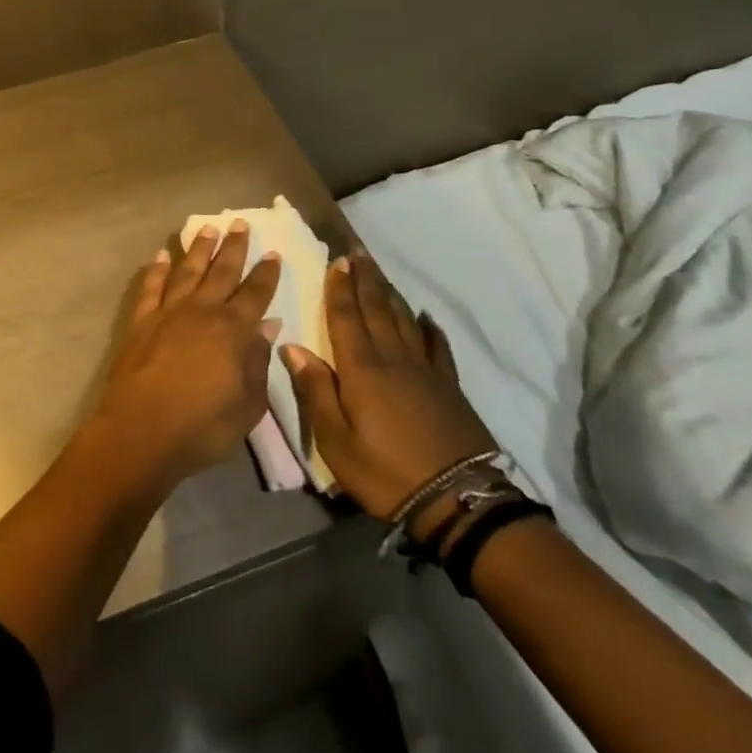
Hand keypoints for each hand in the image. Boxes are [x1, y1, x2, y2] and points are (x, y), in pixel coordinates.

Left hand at [89, 224, 282, 490]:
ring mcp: (168, 312)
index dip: (266, 274)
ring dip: (198, 248)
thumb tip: (268, 326)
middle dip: (233, 247)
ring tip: (207, 228)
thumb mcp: (247, 405)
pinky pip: (152, 287)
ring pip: (187, 271)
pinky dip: (157, 269)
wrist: (141, 431)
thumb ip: (258, 362)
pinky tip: (162, 255)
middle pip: (221, 271)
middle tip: (240, 223)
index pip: (255, 293)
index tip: (273, 253)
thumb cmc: (202, 426)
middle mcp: (202, 311)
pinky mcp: (142, 321)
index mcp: (232, 330)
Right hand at [282, 251, 495, 522]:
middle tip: (358, 250)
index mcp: (362, 368)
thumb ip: (315, 391)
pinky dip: (431, 328)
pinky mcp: (449, 387)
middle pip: (376, 308)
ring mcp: (425, 370)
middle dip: (365, 278)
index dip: (339, 287)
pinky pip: (438, 347)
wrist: (458, 501)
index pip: (346, 317)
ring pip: (404, 320)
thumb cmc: (386, 471)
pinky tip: (428, 317)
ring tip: (381, 273)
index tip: (337, 260)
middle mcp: (393, 358)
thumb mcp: (336, 441)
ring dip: (390, 293)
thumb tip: (293, 347)